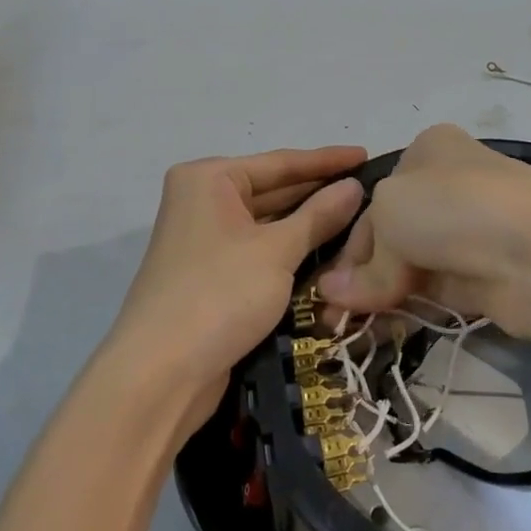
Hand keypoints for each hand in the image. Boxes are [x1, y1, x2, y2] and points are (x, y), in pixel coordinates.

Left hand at [106, 146, 366, 436]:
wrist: (159, 375)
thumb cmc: (219, 294)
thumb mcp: (277, 252)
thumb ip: (319, 216)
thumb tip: (354, 186)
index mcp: (209, 179)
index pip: (280, 162)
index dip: (327, 161)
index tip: (367, 155)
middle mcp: (202, 200)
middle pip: (272, 190)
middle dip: (319, 194)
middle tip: (370, 191)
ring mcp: (204, 239)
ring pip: (267, 224)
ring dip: (308, 225)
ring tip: (360, 219)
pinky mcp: (210, 273)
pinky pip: (258, 250)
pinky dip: (289, 251)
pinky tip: (327, 252)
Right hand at [317, 125, 530, 343]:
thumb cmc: (454, 208)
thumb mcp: (391, 214)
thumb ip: (364, 262)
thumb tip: (332, 295)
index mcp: (427, 151)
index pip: (374, 200)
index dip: (348, 244)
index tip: (326, 285)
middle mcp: (448, 186)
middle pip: (391, 235)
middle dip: (360, 274)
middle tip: (331, 316)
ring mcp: (469, 233)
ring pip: (412, 266)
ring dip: (379, 296)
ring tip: (346, 330)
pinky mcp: (484, 276)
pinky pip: (434, 293)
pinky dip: (407, 310)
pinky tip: (380, 331)